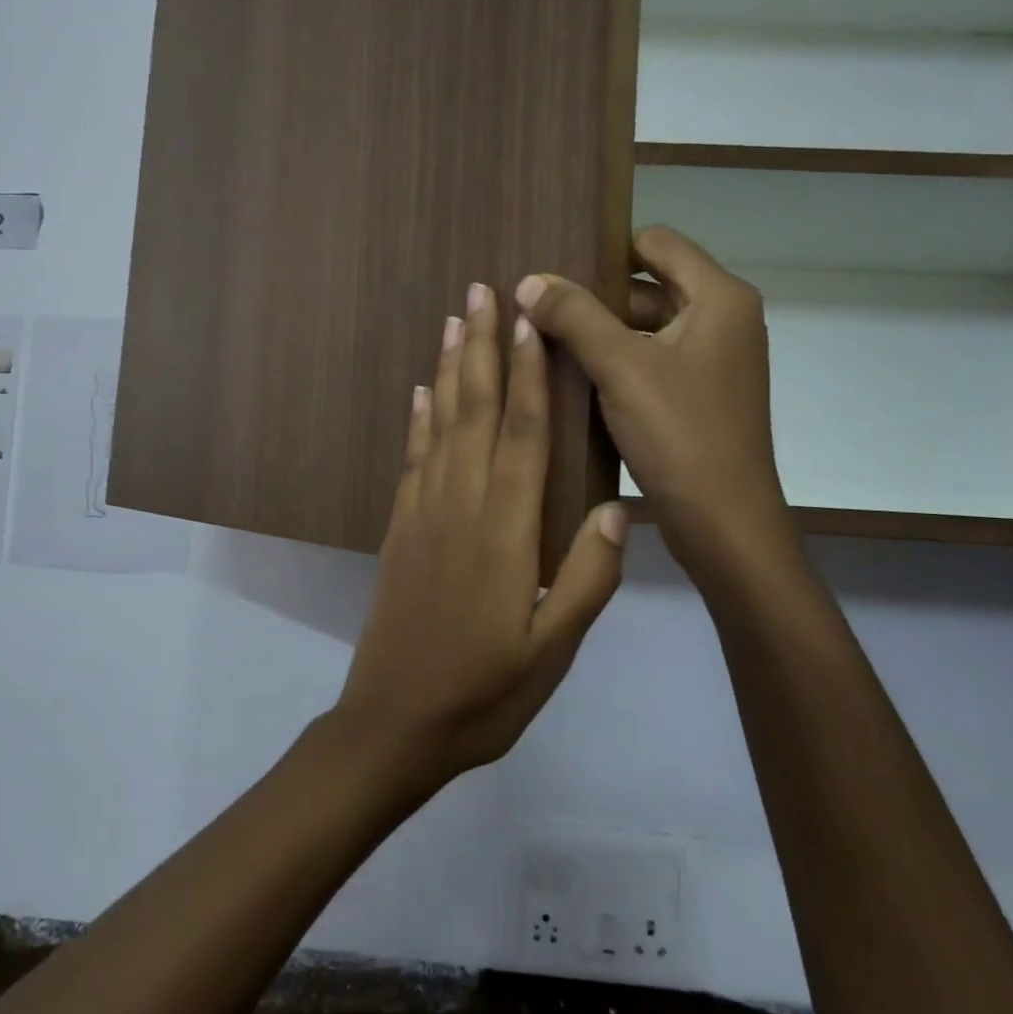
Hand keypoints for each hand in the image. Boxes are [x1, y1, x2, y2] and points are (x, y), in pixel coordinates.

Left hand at [332, 283, 627, 787]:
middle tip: (484, 290)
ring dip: (448, 369)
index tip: (532, 320)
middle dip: (482, 347)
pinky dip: (418, 420)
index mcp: (505, 532)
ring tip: (454, 320)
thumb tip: (616, 509)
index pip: (521, 434)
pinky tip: (421, 393)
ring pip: (439, 425)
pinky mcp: (400, 531)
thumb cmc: (485, 693)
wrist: (396, 723)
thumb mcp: (553, 651)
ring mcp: (423, 515)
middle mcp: (460, 507)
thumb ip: (588, 579)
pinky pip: (412, 460)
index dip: (528, 373)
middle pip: (474, 411)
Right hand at [515, 227, 792, 567]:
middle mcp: (722, 320)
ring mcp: (712, 361)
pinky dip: (614, 363)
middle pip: (648, 284)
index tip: (555, 269)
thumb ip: (574, 316)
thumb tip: (528, 281)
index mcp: (718, 298)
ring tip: (542, 341)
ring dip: (599, 332)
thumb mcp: (621, 366)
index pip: (656, 243)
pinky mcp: (698, 395)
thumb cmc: (680, 434)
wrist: (724, 523)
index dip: (605, 249)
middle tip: (537, 308)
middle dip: (594, 296)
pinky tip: (571, 378)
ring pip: (645, 327)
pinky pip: (649, 361)